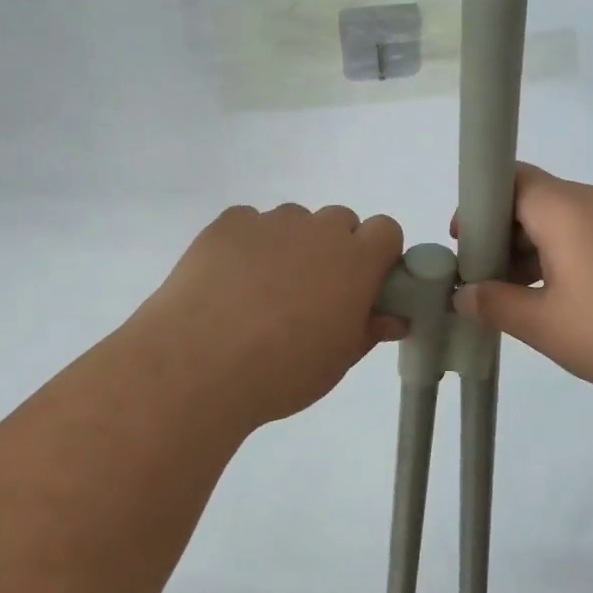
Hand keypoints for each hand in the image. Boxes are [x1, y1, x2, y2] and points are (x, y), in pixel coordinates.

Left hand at [136, 203, 405, 429]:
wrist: (200, 364)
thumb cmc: (283, 371)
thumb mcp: (338, 360)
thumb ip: (370, 330)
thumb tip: (393, 317)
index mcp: (356, 261)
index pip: (386, 230)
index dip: (378, 254)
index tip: (363, 285)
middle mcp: (318, 230)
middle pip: (339, 221)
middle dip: (334, 249)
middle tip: (312, 293)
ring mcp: (271, 222)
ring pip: (293, 221)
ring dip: (290, 245)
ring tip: (262, 292)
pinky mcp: (228, 224)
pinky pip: (249, 223)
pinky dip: (248, 244)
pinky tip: (228, 282)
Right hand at [452, 165, 592, 410]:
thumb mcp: (545, 324)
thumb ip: (496, 305)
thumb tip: (463, 295)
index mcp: (563, 208)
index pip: (507, 178)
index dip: (477, 206)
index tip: (465, 246)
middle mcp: (592, 203)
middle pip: (531, 200)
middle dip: (499, 235)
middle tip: (485, 280)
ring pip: (559, 223)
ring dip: (530, 252)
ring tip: (518, 299)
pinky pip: (587, 239)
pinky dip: (562, 261)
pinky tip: (561, 303)